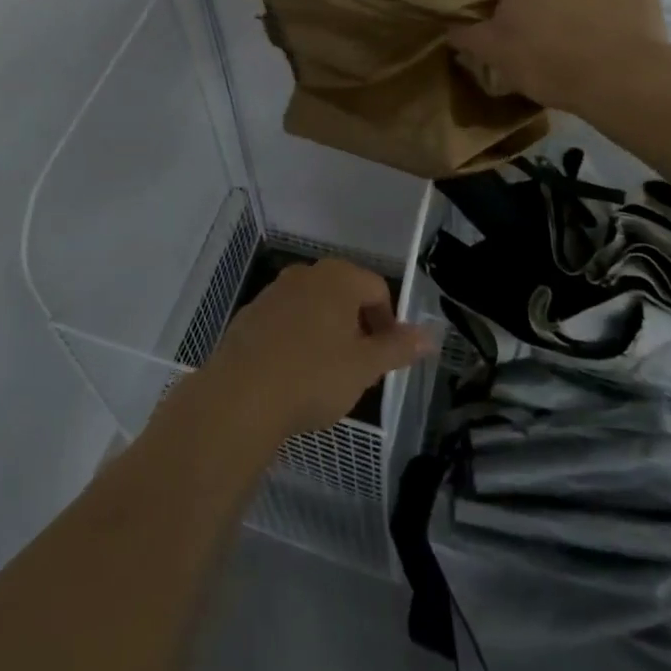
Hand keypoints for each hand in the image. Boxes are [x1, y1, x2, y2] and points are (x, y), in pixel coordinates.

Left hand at [195, 259, 436, 443]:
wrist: (240, 395)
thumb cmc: (313, 376)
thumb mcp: (365, 367)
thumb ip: (398, 347)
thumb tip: (430, 335)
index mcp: (337, 278)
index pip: (377, 288)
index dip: (389, 322)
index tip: (387, 357)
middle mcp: (304, 275)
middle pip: (344, 294)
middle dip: (357, 326)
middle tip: (360, 367)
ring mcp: (273, 292)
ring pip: (313, 308)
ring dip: (326, 332)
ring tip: (327, 375)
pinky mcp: (250, 315)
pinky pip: (285, 322)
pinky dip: (297, 340)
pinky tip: (294, 375)